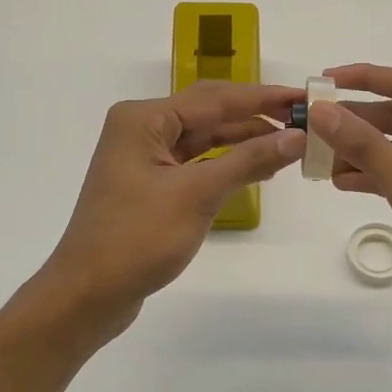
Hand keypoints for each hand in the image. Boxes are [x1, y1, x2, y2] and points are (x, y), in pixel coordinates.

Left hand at [40, 82, 305, 325]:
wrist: (87, 294)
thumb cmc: (137, 239)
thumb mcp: (197, 195)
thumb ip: (248, 160)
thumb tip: (296, 136)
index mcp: (144, 119)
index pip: (214, 98)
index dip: (262, 98)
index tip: (303, 98)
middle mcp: (142, 129)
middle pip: (209, 113)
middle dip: (255, 117)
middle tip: (304, 121)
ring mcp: (144, 158)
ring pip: (204, 139)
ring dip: (244, 141)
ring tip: (290, 144)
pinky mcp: (150, 184)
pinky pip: (196, 162)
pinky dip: (226, 164)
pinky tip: (257, 168)